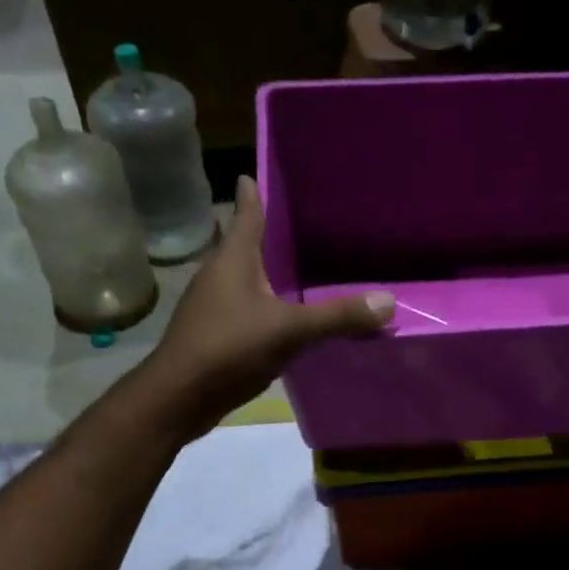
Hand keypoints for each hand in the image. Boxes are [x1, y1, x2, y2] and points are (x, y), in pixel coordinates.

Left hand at [141, 177, 393, 438]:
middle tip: (302, 222)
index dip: (255, 191)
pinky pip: (247, 311)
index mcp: (233, 259)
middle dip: (269, 234)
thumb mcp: (289, 331)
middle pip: (245, 244)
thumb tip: (389, 301)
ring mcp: (213, 307)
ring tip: (300, 268)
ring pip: (246, 279)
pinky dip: (266, 307)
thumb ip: (337, 317)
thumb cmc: (227, 349)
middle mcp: (220, 275)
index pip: (247, 212)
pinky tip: (285, 318)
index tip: (261, 172)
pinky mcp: (215, 335)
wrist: (179, 397)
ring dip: (267, 273)